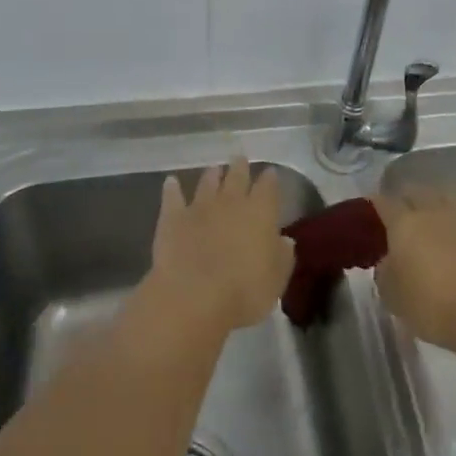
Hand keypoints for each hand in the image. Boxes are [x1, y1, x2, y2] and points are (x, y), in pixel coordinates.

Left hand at [146, 158, 295, 335]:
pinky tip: (170, 182)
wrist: (193, 296)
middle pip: (237, 176)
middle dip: (240, 167)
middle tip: (240, 159)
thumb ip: (282, 257)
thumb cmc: (243, 292)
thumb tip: (285, 240)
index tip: (270, 173)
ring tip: (214, 169)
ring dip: (211, 175)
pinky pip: (172, 197)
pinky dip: (172, 188)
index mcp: (260, 213)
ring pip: (207, 182)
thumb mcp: (275, 281)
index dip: (270, 179)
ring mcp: (199, 207)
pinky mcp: (172, 218)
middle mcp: (231, 202)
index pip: (268, 187)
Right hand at [375, 186, 455, 353]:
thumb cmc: (434, 307)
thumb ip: (385, 271)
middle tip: (404, 218)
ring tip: (437, 220)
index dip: (375, 206)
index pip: (383, 202)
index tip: (373, 214)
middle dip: (407, 200)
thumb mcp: (392, 296)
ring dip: (438, 204)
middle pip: (415, 191)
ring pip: (446, 196)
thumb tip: (389, 261)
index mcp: (404, 222)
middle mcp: (433, 208)